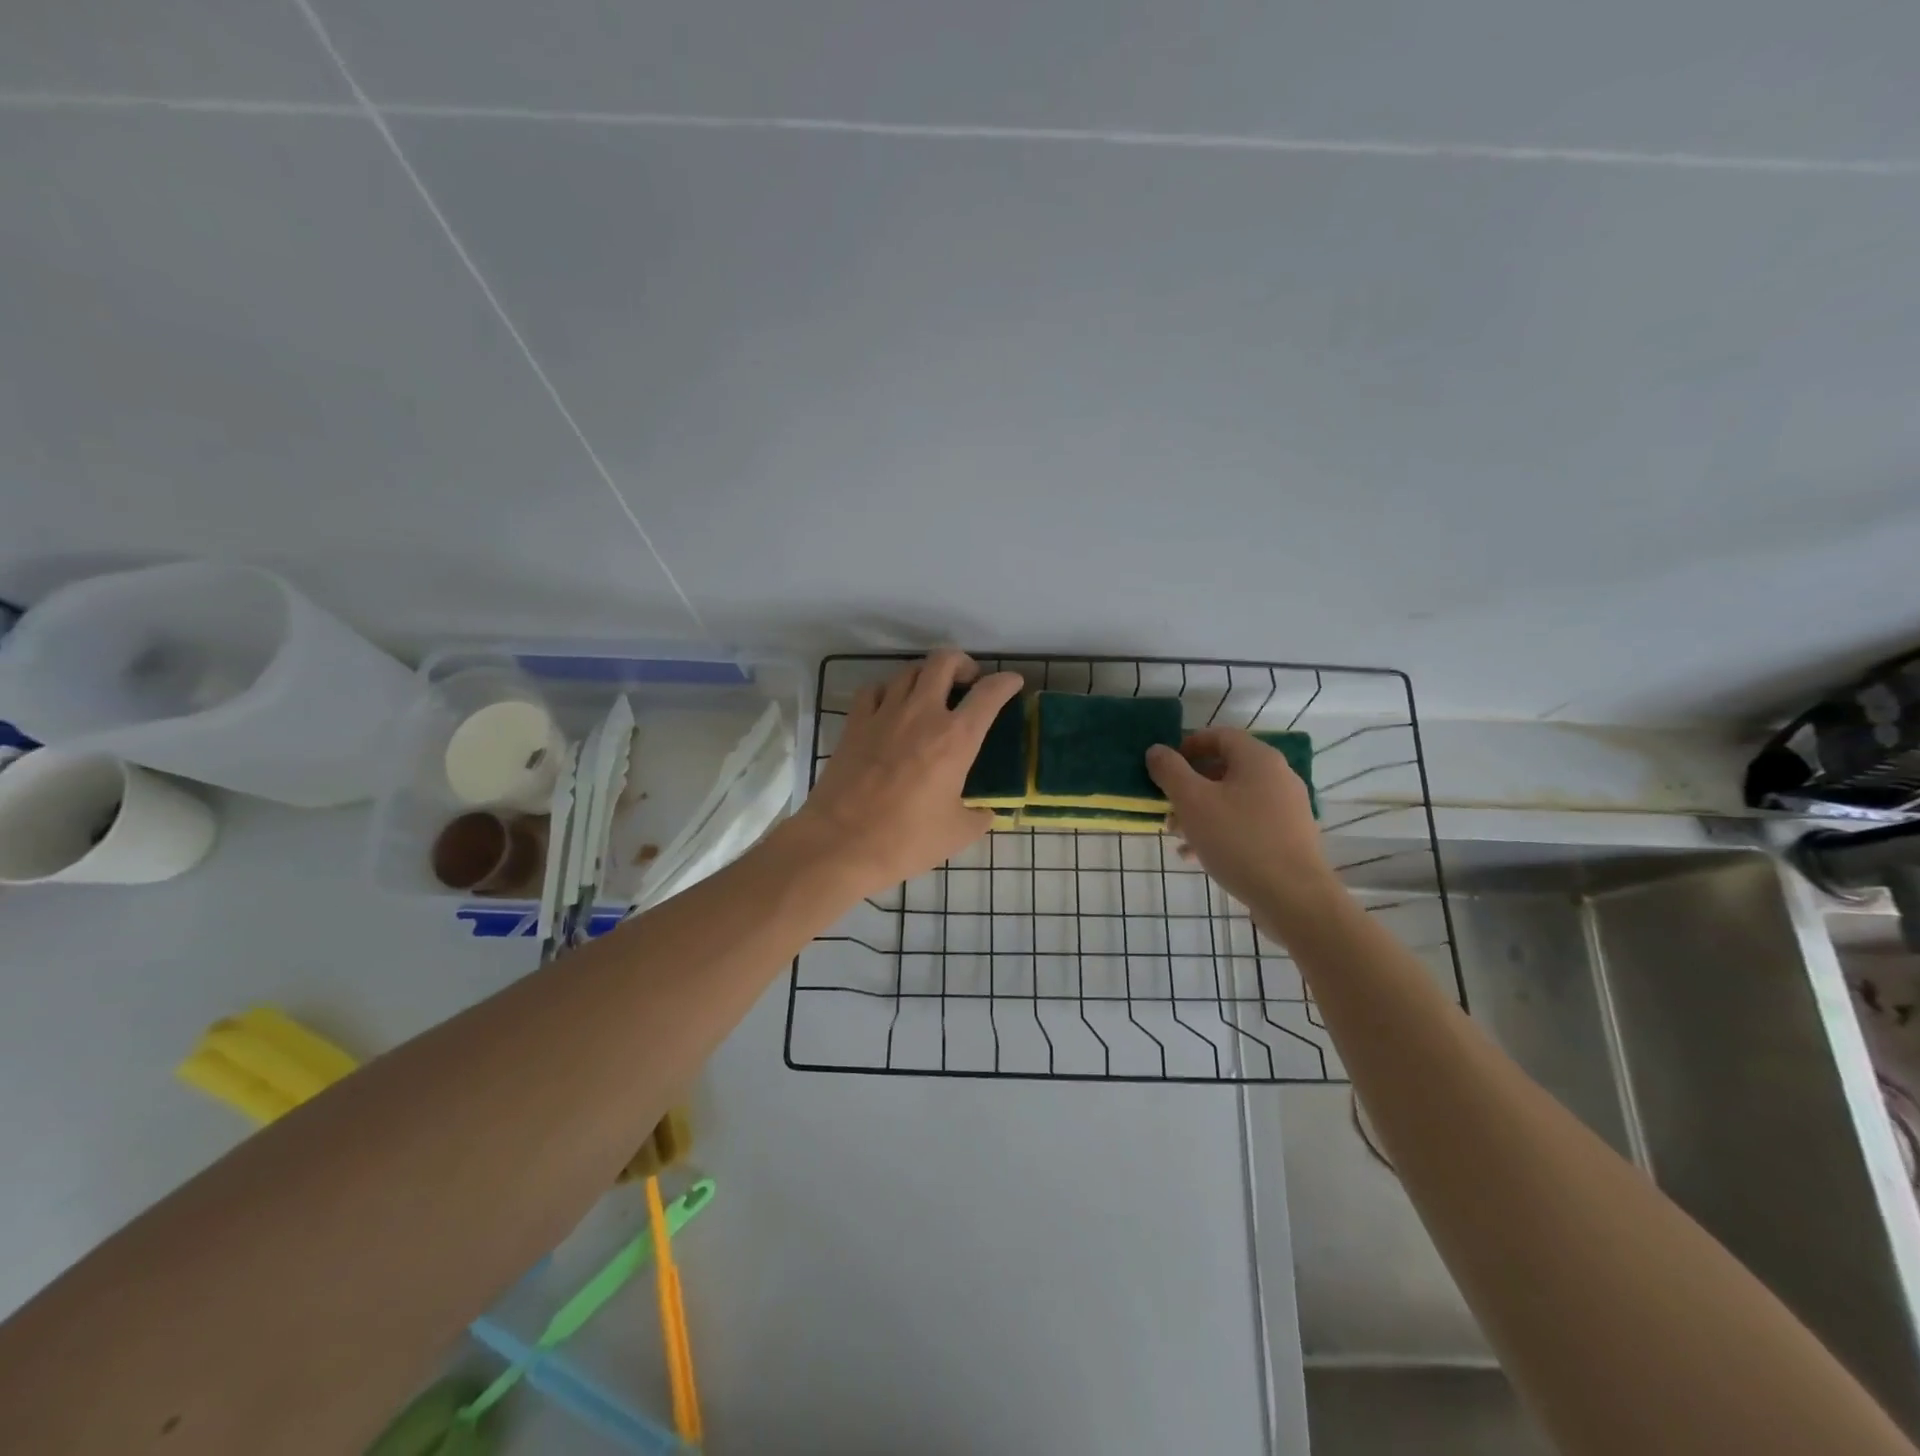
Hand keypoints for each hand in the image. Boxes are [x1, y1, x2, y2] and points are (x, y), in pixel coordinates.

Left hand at [790, 651, 1023, 898]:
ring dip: (927, 675)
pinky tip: (891, 706)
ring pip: (909, 670)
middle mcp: (922, 714)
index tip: (1013, 683)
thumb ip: (978, 816)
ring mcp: (885, 714)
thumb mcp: (957, 833)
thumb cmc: (906, 840)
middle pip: (944, 661)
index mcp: (956, 738)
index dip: (1006, 682)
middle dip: (963, 663)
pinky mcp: (855, 723)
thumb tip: (985, 812)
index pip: (989, 694)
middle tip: (968, 682)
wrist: (841, 843)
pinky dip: (889, 690)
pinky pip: (874, 689)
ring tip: (932, 693)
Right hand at [1145, 728, 1341, 932]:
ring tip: (1178, 837)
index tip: (1164, 768)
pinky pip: (1247, 823)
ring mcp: (1286, 808)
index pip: (1219, 735)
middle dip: (1189, 787)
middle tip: (1167, 808)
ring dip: (1200, 813)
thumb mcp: (1193, 802)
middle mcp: (1277, 777)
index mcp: (1258, 759)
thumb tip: (1157, 750)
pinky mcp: (1288, 837)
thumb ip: (1170, 771)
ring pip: (1233, 800)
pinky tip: (1197, 856)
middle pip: (1224, 769)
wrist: (1294, 898)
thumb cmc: (1238, 840)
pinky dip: (1220, 831)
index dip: (1188, 746)